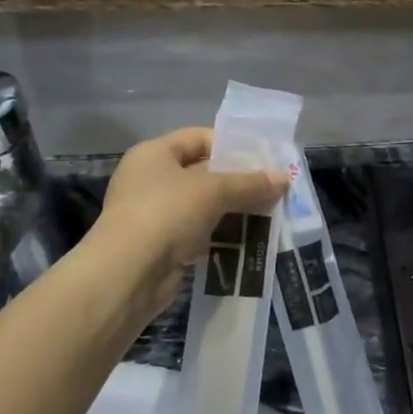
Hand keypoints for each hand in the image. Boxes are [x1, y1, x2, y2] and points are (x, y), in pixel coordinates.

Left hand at [92, 127, 287, 323]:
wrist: (128, 275)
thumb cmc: (167, 214)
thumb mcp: (214, 191)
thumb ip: (250, 183)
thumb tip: (285, 178)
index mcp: (154, 154)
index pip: (199, 137)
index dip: (232, 145)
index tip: (264, 159)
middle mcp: (150, 179)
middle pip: (203, 172)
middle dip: (238, 181)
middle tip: (273, 188)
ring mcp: (154, 214)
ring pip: (203, 205)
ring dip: (233, 209)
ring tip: (269, 213)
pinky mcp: (161, 245)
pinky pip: (199, 232)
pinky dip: (221, 234)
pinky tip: (249, 239)